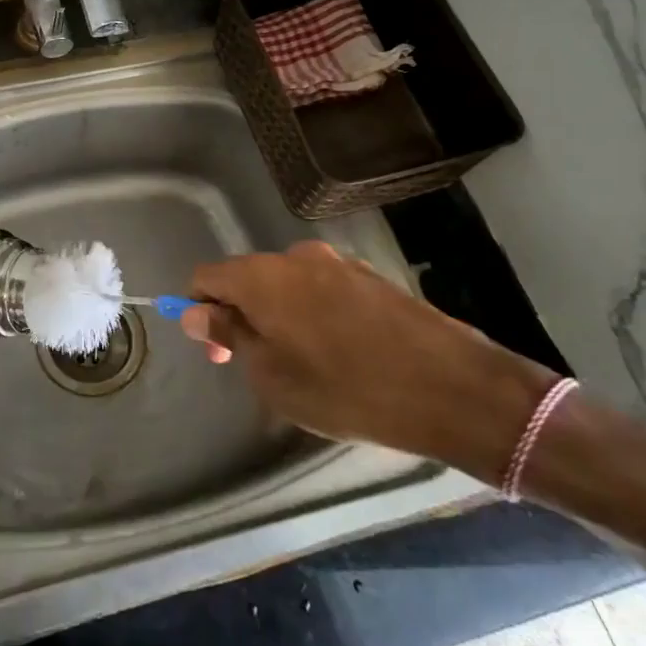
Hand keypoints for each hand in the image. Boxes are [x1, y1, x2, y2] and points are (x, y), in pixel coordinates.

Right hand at [180, 241, 556, 481]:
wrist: (449, 388)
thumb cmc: (344, 388)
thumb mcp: (271, 375)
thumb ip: (229, 335)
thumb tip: (196, 312)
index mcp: (262, 276)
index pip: (206, 276)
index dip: (201, 311)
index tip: (220, 351)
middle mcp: (295, 256)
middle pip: (247, 277)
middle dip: (242, 314)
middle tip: (260, 364)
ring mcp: (338, 263)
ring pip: (287, 284)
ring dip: (281, 315)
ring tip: (307, 363)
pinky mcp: (371, 277)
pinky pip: (323, 290)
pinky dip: (315, 314)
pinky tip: (342, 353)